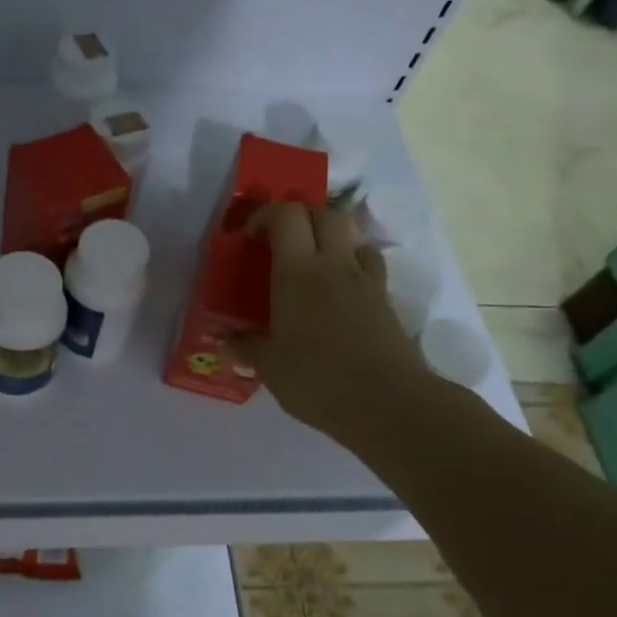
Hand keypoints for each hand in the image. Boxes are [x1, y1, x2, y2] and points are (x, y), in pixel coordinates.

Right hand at [232, 203, 429, 447]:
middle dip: (301, 219)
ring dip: (331, 239)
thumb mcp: (270, 367)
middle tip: (281, 246)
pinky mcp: (386, 300)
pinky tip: (340, 294)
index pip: (286, 215)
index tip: (250, 239)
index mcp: (298, 272)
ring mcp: (366, 281)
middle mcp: (334, 264)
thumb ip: (248, 347)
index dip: (266, 216)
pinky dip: (352, 266)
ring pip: (352, 235)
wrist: (388, 403)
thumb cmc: (318, 380)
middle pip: (324, 214)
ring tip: (314, 266)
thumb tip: (228, 340)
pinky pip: (368, 265)